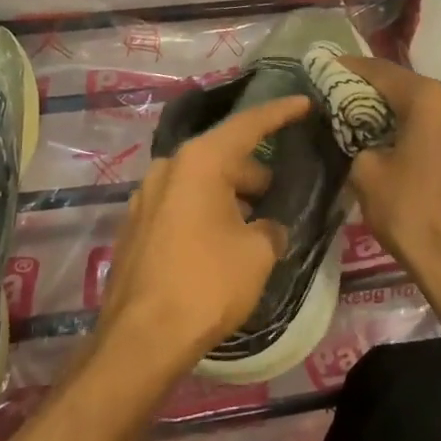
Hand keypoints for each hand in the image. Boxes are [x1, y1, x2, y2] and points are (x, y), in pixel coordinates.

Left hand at [96, 94, 308, 372]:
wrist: (141, 337)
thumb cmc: (206, 284)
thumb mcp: (257, 253)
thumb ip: (271, 228)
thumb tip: (267, 227)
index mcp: (199, 161)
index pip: (248, 125)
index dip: (280, 113)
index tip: (304, 103)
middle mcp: (168, 167)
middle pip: (222, 156)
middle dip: (254, 173)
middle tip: (282, 193)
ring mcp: (146, 195)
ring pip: (201, 182)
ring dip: (230, 195)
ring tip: (256, 223)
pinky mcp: (136, 225)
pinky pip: (181, 204)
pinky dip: (206, 211)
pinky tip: (222, 241)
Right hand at [340, 57, 440, 296]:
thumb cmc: (414, 214)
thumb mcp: (367, 174)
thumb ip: (361, 143)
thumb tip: (370, 143)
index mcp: (431, 99)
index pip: (382, 72)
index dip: (351, 68)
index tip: (328, 67)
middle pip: (409, 88)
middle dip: (377, 93)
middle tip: (346, 98)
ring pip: (430, 111)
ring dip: (403, 115)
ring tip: (373, 126)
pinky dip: (424, 134)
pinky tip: (405, 150)